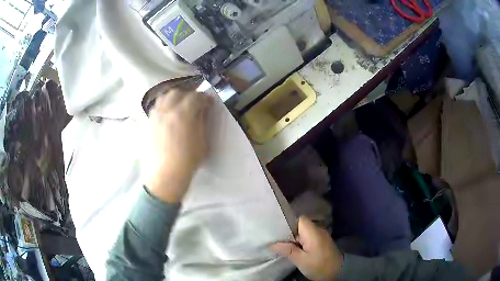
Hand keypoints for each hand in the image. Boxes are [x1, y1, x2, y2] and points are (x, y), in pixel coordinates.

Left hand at [146, 90, 212, 202]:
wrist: (165, 175)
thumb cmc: (187, 161)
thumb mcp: (202, 141)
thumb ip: (201, 121)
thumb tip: (201, 109)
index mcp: (183, 114)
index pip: (195, 97)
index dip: (204, 99)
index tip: (208, 104)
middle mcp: (166, 110)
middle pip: (177, 92)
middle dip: (188, 95)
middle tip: (193, 104)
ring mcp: (154, 116)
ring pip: (163, 97)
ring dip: (173, 98)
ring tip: (178, 107)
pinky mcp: (147, 123)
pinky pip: (155, 108)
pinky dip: (163, 107)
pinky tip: (167, 117)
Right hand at [270, 216, 343, 280]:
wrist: (338, 272)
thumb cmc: (319, 265)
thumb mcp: (301, 260)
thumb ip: (287, 250)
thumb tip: (271, 244)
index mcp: (313, 231)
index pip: (299, 219)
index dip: (288, 223)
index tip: (277, 231)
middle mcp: (318, 230)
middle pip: (300, 226)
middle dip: (289, 232)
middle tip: (276, 240)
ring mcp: (321, 236)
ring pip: (304, 233)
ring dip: (294, 238)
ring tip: (282, 245)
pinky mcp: (321, 242)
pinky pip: (308, 238)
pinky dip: (300, 242)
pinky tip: (294, 250)